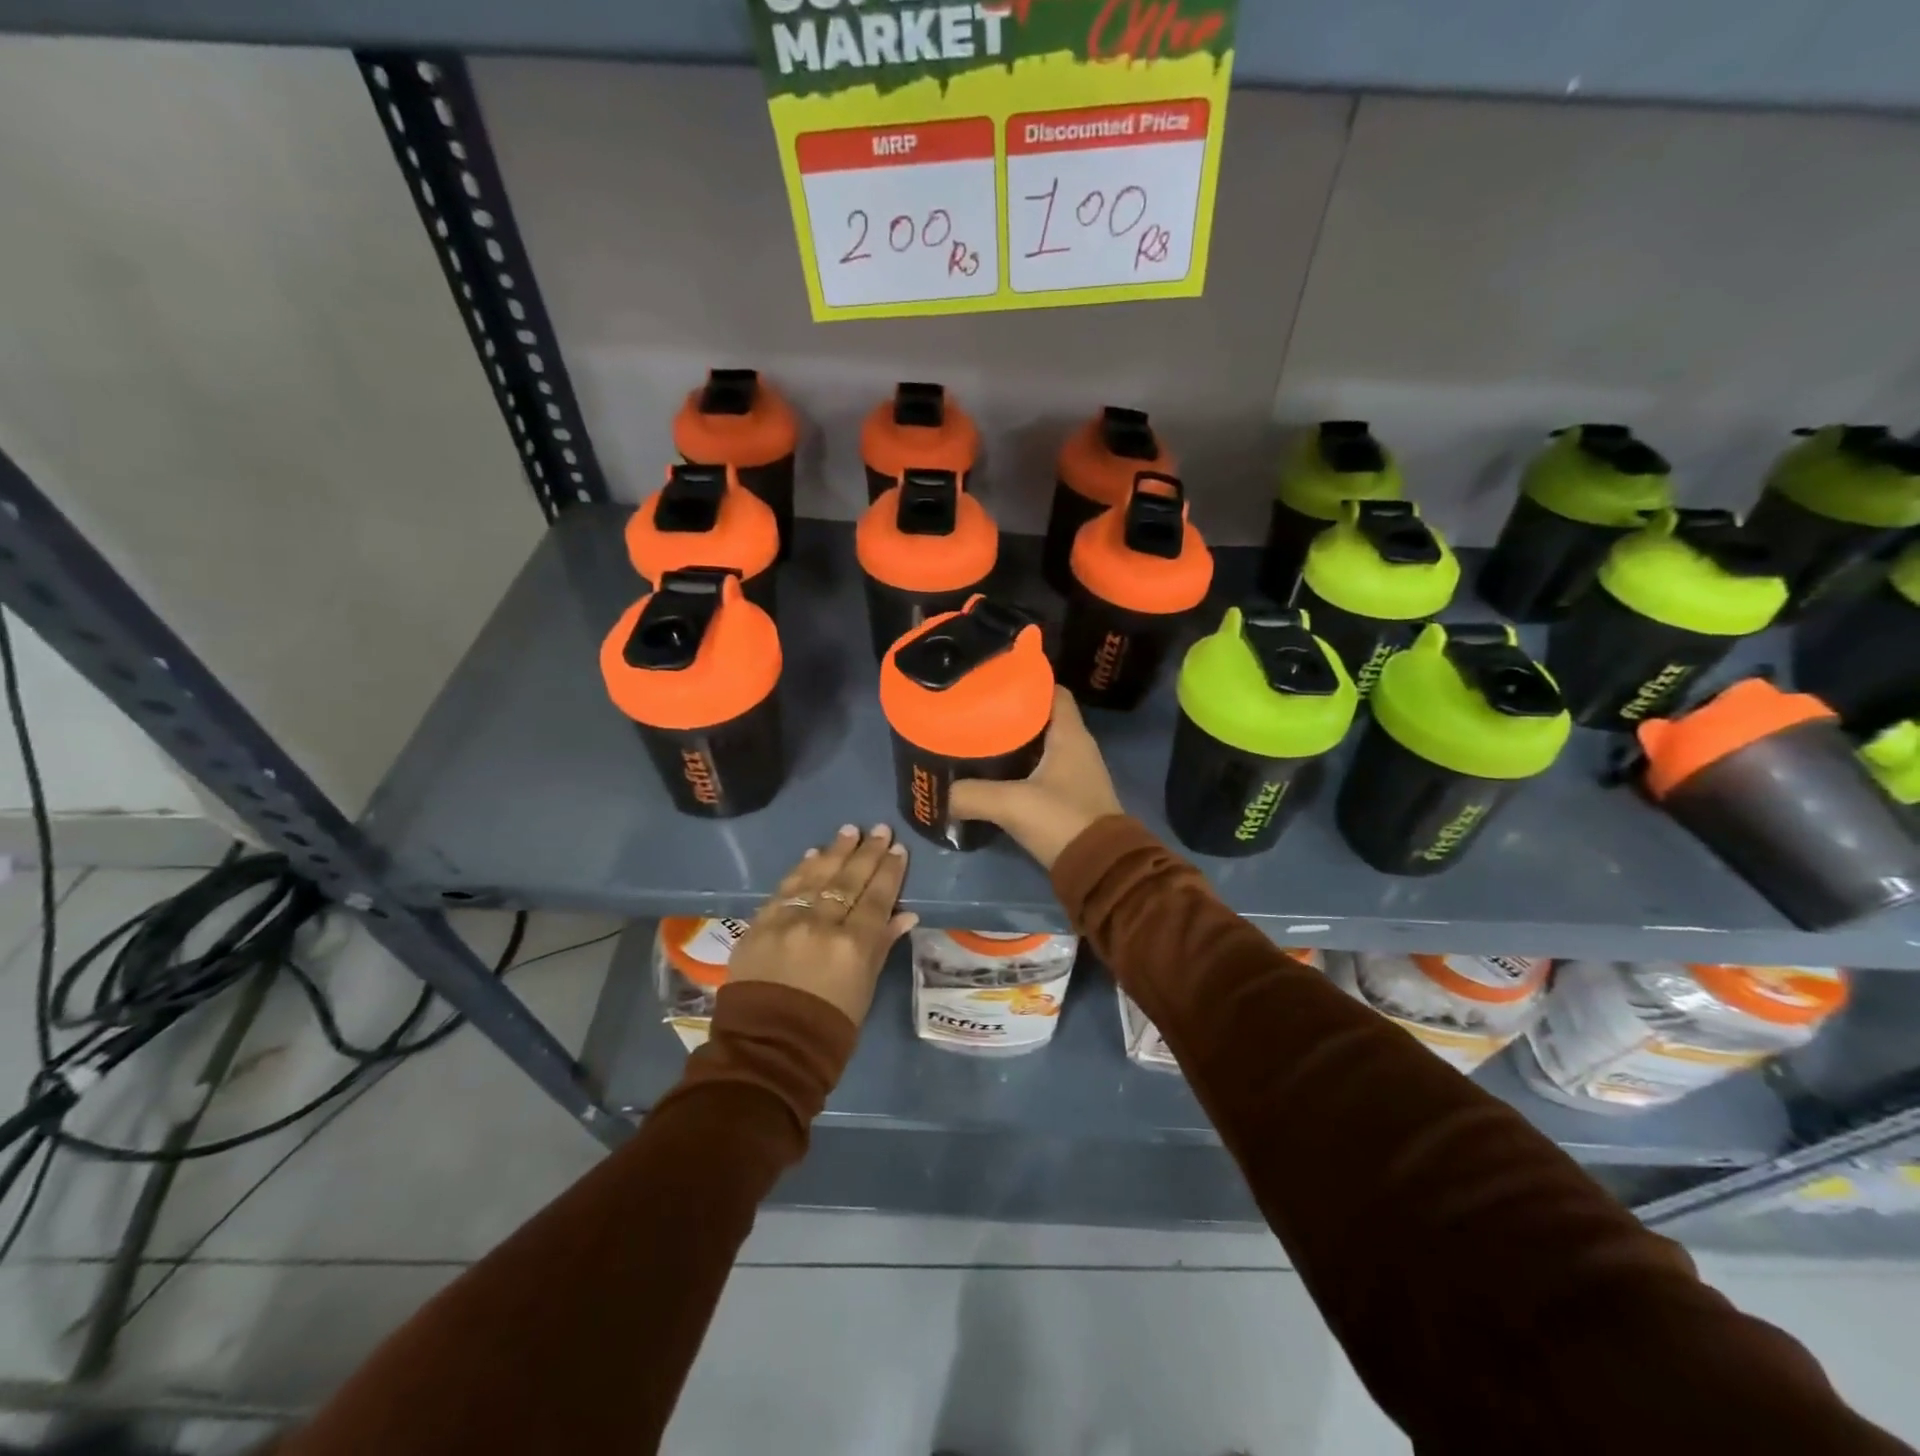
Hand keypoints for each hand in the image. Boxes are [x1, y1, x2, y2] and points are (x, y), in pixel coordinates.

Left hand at [726, 824, 917, 1025]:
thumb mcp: (864, 989)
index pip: (876, 898)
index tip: (898, 849)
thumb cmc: (829, 1028)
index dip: (889, 872)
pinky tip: (812, 854)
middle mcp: (821, 925)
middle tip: (879, 829)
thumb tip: (904, 915)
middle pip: (848, 880)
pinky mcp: (759, 925)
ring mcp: (787, 922)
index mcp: (853, 946)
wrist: (768, 1049)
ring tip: (849, 831)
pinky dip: (800, 870)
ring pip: (815, 877)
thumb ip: (881, 946)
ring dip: (835, 852)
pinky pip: (784, 889)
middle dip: (867, 853)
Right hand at [949, 688, 1123, 869]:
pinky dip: (1022, 768)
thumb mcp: (1011, 804)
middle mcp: (1078, 747)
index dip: (1027, 682)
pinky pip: (1043, 770)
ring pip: (1042, 745)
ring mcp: (1076, 773)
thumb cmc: (1061, 820)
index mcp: (1071, 735)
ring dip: (1016, 742)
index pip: (1053, 691)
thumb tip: (943, 796)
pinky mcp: (1071, 797)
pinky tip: (996, 774)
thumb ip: (972, 795)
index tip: (995, 681)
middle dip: (1012, 712)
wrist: (1099, 868)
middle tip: (977, 711)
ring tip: (979, 739)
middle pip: (1043, 717)